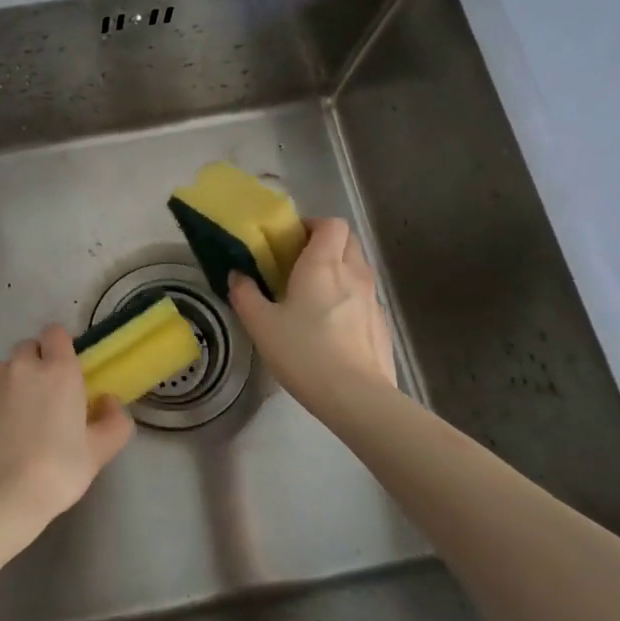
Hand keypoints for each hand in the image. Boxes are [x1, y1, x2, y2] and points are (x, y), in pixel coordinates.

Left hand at [0, 325, 134, 547]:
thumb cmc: (55, 472)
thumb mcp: (98, 453)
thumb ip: (113, 422)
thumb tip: (109, 402)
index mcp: (58, 370)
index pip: (56, 333)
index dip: (61, 347)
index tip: (67, 372)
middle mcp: (22, 366)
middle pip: (29, 348)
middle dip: (37, 364)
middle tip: (46, 399)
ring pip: (5, 369)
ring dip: (14, 382)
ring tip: (18, 418)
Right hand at [229, 217, 396, 414]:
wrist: (355, 396)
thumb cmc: (303, 352)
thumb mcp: (261, 324)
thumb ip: (245, 294)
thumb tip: (238, 275)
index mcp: (322, 264)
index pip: (330, 224)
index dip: (312, 225)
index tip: (291, 240)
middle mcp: (353, 273)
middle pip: (349, 240)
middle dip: (327, 243)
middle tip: (301, 263)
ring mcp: (373, 299)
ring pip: (359, 269)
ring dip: (340, 271)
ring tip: (315, 296)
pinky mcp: (382, 324)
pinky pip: (366, 298)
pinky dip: (351, 300)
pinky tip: (333, 327)